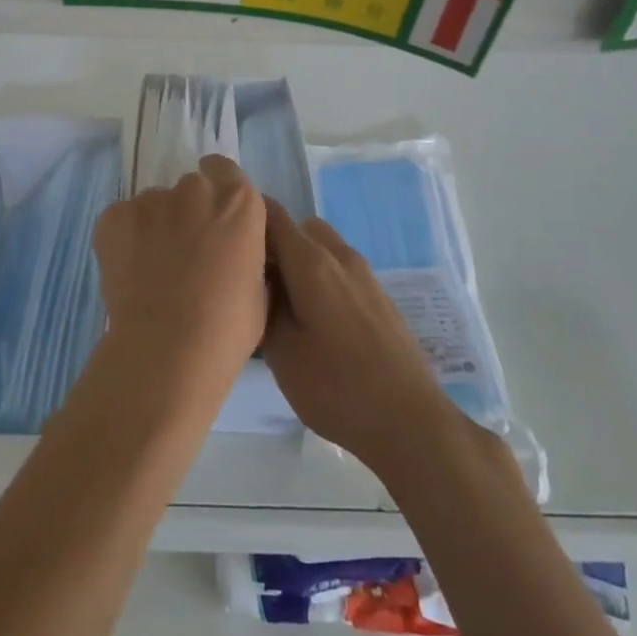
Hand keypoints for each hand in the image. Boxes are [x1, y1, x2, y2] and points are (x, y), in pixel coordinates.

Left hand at [93, 155, 266, 390]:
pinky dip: (125, 239)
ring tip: (152, 272)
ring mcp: (151, 200)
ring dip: (155, 227)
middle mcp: (195, 189)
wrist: (169, 348)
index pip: (225, 171)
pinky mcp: (115, 216)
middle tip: (183, 254)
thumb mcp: (258, 285)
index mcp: (238, 202)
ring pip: (154, 205)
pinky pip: (123, 220)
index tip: (211, 215)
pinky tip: (130, 274)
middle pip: (190, 189)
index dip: (217, 190)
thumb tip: (230, 250)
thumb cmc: (227, 327)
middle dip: (187, 213)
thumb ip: (244, 250)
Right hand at [263, 199, 460, 475]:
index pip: (272, 214)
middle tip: (256, 280)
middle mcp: (340, 257)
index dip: (246, 217)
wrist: (410, 421)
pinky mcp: (380, 297)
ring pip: (323, 248)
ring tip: (285, 303)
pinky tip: (317, 321)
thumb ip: (264, 304)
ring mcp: (365, 276)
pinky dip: (322, 278)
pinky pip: (341, 270)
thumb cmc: (336, 387)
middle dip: (275, 243)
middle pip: (300, 228)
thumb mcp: (280, 352)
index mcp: (311, 262)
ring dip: (301, 262)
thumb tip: (260, 280)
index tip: (226, 237)